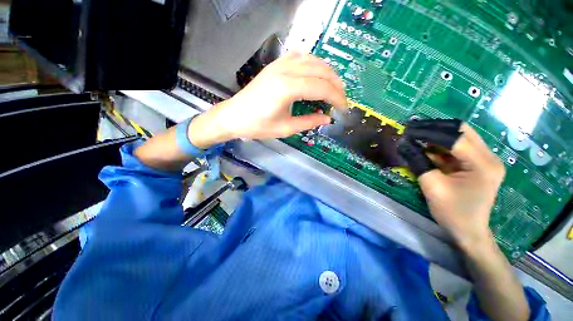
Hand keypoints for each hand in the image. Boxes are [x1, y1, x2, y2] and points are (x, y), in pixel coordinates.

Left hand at [189, 51, 346, 147]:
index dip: (337, 98)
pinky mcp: (276, 65)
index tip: (344, 109)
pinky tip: (316, 74)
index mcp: (287, 88)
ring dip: (328, 72)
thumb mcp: (285, 129)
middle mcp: (285, 71)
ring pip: (313, 60)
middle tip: (341, 100)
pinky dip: (314, 64)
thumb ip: (308, 122)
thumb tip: (327, 118)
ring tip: (333, 88)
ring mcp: (280, 64)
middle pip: (321, 71)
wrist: (234, 116)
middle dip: (336, 85)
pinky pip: (301, 57)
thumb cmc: (257, 126)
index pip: (322, 88)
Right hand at [403, 123, 505, 249]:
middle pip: (461, 130)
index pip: (454, 137)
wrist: (469, 231)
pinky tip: (425, 146)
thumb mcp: (431, 186)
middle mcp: (489, 157)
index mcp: (483, 164)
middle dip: (434, 127)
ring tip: (415, 135)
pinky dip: (440, 144)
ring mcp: (485, 159)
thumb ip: (418, 161)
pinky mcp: (478, 163)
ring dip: (436, 134)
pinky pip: (458, 146)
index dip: (428, 132)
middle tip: (412, 129)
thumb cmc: (452, 212)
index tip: (407, 130)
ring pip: (460, 135)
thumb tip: (402, 143)